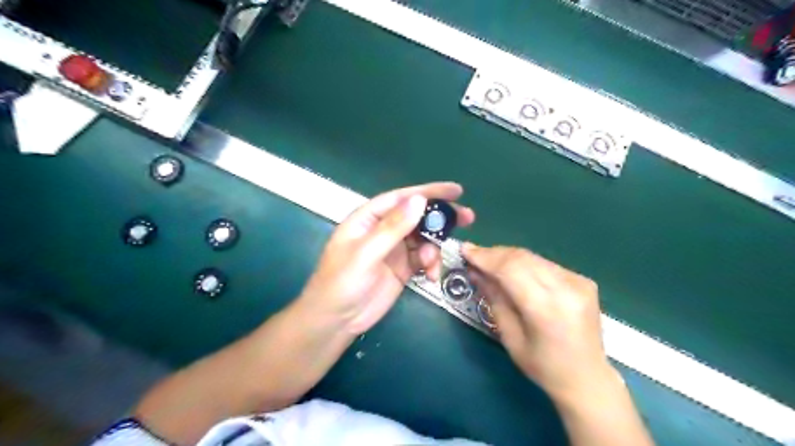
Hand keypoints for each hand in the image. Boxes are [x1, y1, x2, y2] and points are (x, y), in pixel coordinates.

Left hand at [297, 182, 470, 334]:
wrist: (336, 321)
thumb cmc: (342, 282)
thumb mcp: (366, 253)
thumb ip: (393, 228)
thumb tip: (419, 200)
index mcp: (369, 218)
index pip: (401, 198)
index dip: (428, 191)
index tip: (456, 190)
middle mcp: (383, 230)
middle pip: (417, 216)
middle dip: (440, 217)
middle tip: (467, 218)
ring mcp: (394, 249)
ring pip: (423, 238)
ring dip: (434, 247)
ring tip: (432, 264)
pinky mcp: (402, 268)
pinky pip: (423, 259)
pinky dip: (431, 265)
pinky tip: (431, 276)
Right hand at [463, 245, 609, 402]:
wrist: (587, 378)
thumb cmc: (543, 366)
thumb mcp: (510, 336)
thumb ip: (494, 299)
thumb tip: (476, 271)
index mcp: (547, 309)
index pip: (511, 270)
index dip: (486, 257)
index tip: (465, 250)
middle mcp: (567, 289)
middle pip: (522, 258)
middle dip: (493, 253)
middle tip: (473, 253)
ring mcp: (578, 282)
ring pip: (533, 257)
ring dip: (507, 256)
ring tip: (488, 260)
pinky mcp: (582, 280)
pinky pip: (544, 264)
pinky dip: (524, 263)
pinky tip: (511, 270)